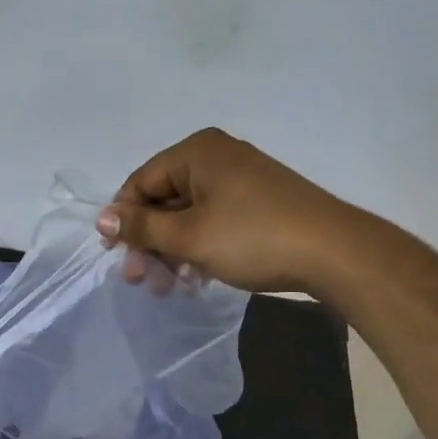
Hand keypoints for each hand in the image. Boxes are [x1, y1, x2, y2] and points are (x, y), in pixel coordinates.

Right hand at [97, 128, 338, 293]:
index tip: (116, 256)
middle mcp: (216, 156)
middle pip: (164, 199)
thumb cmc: (253, 237)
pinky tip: (197, 278)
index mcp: (196, 152)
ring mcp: (241, 178)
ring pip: (189, 214)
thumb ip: (141, 227)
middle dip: (150, 241)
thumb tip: (101, 218)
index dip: (124, 219)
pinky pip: (213, 219)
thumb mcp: (189, 236)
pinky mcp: (259, 201)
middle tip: (141, 280)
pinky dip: (199, 246)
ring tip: (169, 287)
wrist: (336, 253)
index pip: (141, 181)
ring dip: (173, 250)